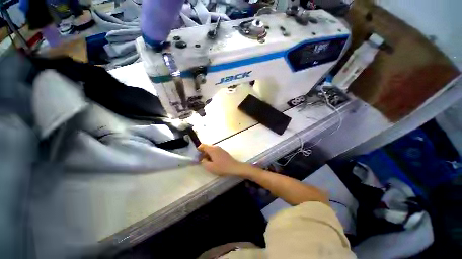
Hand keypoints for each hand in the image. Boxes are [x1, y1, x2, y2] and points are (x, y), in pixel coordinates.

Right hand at [198, 144, 249, 176]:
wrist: (234, 167)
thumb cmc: (221, 167)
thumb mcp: (210, 167)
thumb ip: (203, 162)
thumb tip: (202, 159)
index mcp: (212, 149)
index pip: (202, 145)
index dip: (198, 149)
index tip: (196, 155)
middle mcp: (216, 147)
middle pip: (207, 147)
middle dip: (202, 152)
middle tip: (200, 160)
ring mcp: (221, 149)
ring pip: (211, 149)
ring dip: (207, 154)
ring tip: (206, 162)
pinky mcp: (224, 152)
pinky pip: (215, 151)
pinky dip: (212, 155)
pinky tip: (213, 161)